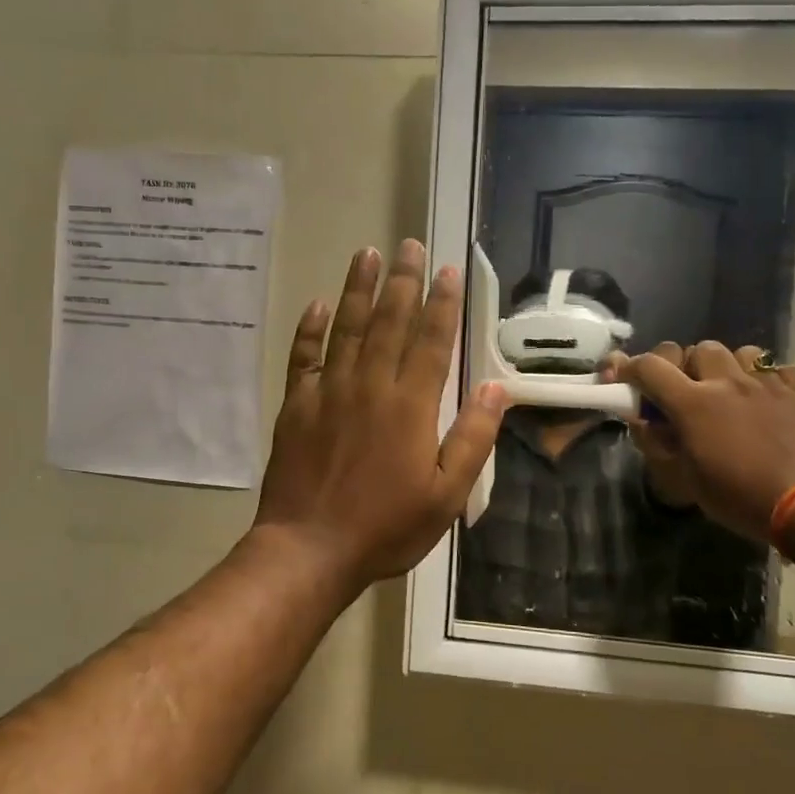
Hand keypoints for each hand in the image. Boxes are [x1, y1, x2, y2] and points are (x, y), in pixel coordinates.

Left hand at [255, 241, 507, 591]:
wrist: (310, 548)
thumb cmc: (386, 527)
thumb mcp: (446, 494)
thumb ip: (472, 437)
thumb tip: (498, 388)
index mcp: (411, 405)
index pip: (432, 340)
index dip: (442, 303)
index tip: (448, 270)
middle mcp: (370, 385)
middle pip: (389, 321)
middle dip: (402, 281)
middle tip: (408, 245)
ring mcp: (328, 392)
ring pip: (347, 328)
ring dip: (358, 289)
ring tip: (366, 253)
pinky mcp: (296, 405)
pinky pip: (303, 356)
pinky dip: (310, 328)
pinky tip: (319, 304)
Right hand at [608, 342, 794, 543]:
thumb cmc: (741, 497)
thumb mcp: (685, 479)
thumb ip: (659, 443)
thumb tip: (644, 421)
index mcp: (692, 402)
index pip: (649, 366)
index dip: (631, 368)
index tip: (625, 381)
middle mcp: (727, 381)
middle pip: (696, 349)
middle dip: (685, 366)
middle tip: (685, 393)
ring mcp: (766, 383)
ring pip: (739, 352)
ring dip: (727, 367)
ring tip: (730, 393)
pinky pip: (778, 369)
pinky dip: (768, 379)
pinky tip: (768, 400)